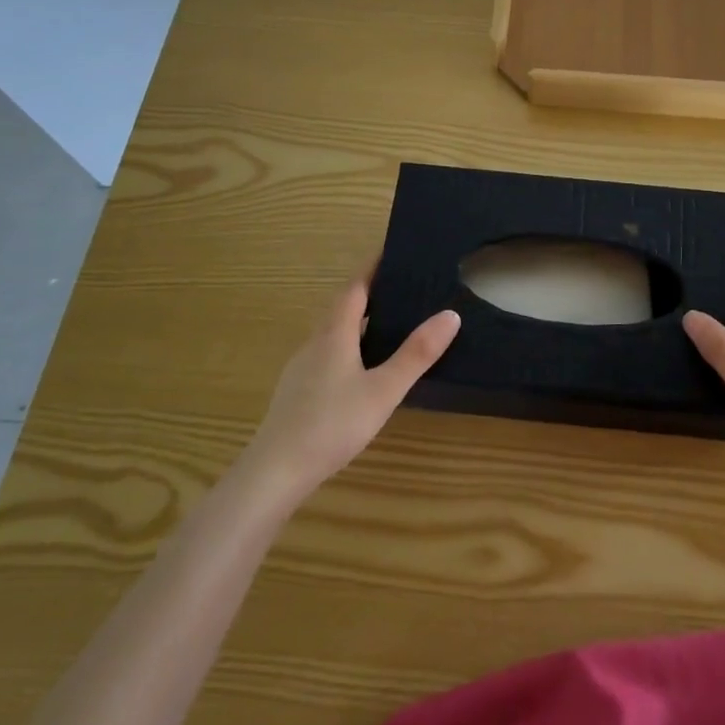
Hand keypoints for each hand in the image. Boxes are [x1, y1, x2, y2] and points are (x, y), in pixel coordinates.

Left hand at [247, 262, 460, 498]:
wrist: (275, 472)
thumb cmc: (332, 424)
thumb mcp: (384, 390)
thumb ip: (416, 354)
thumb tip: (450, 314)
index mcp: (335, 334)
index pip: (355, 288)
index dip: (372, 268)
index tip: (391, 252)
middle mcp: (315, 343)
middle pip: (341, 307)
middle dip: (367, 292)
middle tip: (398, 286)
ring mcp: (301, 368)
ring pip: (332, 332)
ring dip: (356, 320)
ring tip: (385, 322)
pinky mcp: (296, 391)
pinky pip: (325, 353)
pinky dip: (346, 345)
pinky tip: (359, 368)